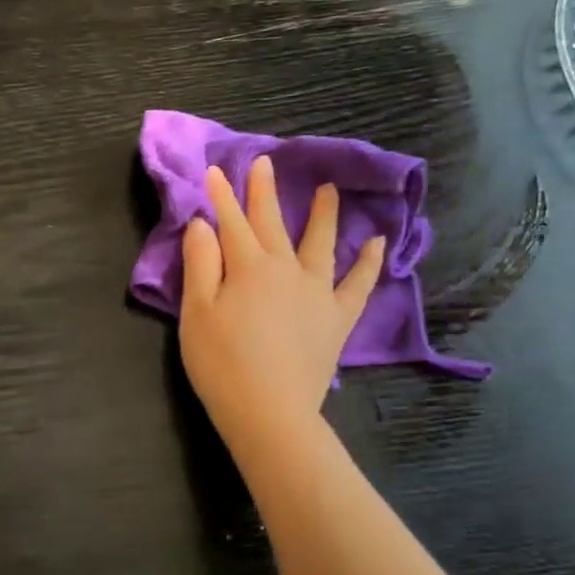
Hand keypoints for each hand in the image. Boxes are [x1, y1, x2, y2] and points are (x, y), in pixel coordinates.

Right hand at [179, 156, 385, 445]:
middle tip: (264, 162)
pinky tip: (377, 243)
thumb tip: (202, 224)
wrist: (269, 412)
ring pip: (320, 243)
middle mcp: (286, 269)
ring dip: (323, 214)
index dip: (221, 197)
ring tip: (328, 189)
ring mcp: (317, 292)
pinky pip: (358, 284)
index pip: (231, 223)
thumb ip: (200, 264)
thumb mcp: (197, 313)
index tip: (214, 170)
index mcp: (248, 267)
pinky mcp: (337, 318)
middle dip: (264, 192)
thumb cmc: (221, 364)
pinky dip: (369, 262)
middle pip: (273, 223)